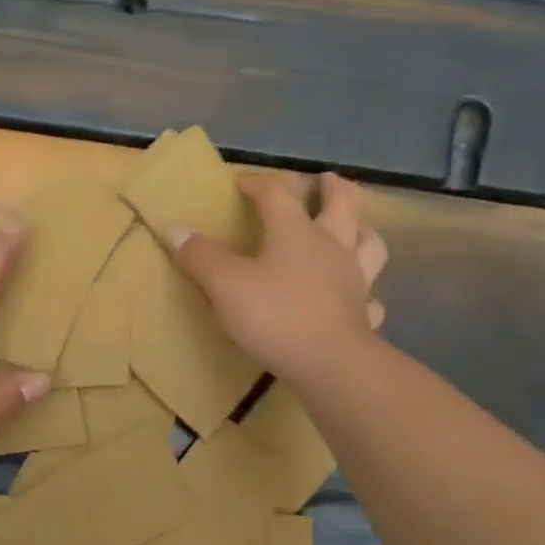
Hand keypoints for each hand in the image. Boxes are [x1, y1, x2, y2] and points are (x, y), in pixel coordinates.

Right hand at [168, 172, 387, 383]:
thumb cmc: (274, 315)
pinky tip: (358, 297)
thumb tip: (174, 228)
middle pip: (342, 205)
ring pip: (369, 243)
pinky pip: (370, 295)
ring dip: (362, 230)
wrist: (329, 363)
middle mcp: (331, 246)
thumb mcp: (225, 284)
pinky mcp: (363, 313)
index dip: (259, 183)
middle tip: (327, 180)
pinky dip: (365, 290)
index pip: (278, 193)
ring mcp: (354, 279)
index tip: (242, 184)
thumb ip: (200, 256)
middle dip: (332, 189)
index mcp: (295, 231)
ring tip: (354, 229)